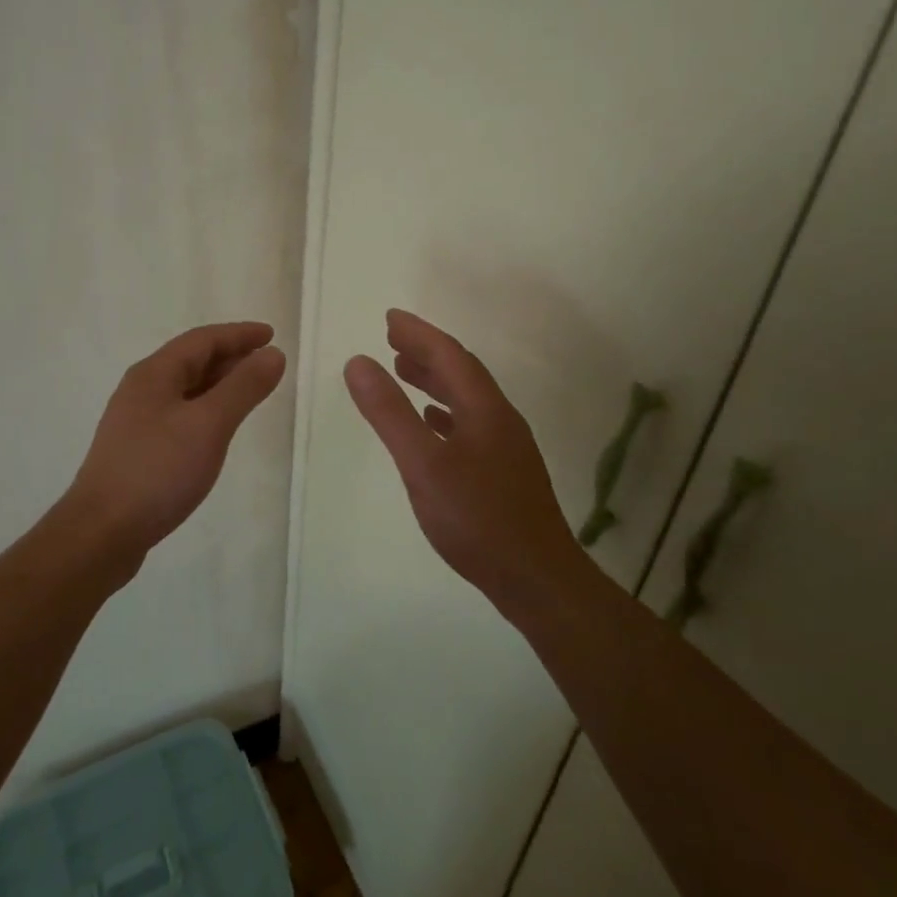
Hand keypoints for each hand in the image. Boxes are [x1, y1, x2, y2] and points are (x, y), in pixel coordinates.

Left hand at [68, 321, 287, 565]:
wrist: (101, 533)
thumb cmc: (158, 471)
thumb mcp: (209, 424)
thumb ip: (243, 387)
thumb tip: (273, 354)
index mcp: (154, 374)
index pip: (202, 340)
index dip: (239, 335)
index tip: (272, 335)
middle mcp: (142, 389)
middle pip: (191, 360)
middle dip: (230, 357)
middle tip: (267, 361)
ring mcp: (136, 421)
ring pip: (185, 389)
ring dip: (218, 384)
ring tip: (249, 391)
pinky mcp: (137, 449)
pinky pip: (179, 414)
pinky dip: (205, 409)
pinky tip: (217, 429)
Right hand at [345, 310, 583, 604]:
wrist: (537, 579)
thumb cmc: (477, 518)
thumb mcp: (423, 464)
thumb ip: (389, 413)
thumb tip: (358, 362)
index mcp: (484, 409)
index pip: (449, 355)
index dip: (419, 333)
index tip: (389, 317)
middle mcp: (500, 419)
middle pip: (461, 372)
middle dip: (426, 351)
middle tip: (392, 339)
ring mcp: (506, 447)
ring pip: (466, 399)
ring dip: (434, 380)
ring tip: (403, 371)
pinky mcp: (504, 473)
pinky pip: (470, 425)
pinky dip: (445, 413)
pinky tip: (432, 424)